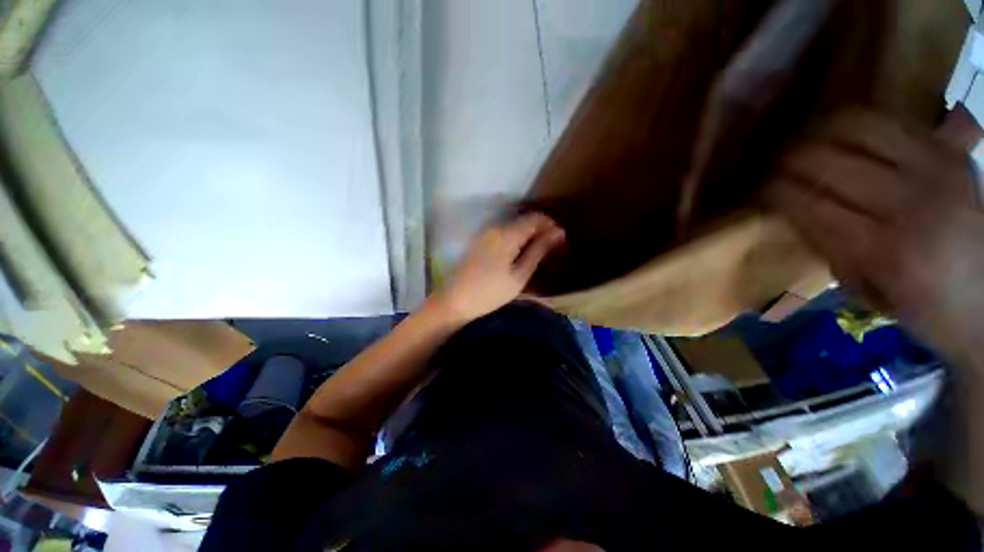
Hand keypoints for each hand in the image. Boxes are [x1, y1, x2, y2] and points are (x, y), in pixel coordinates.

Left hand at [434, 212, 564, 323]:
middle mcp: (495, 227)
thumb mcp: (519, 275)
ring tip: (539, 251)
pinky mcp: (479, 240)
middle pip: (524, 220)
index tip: (560, 240)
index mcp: (507, 234)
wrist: (455, 300)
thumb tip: (558, 232)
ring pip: (514, 225)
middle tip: (552, 247)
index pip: (535, 218)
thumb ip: (538, 251)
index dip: (550, 225)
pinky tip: (520, 252)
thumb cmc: (490, 292)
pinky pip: (503, 232)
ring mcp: (485, 232)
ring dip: (529, 234)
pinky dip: (516, 238)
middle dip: (541, 229)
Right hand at [764, 109, 983, 351]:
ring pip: (857, 128)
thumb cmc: (925, 306)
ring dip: (818, 132)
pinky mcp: (949, 152)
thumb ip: (828, 247)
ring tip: (803, 141)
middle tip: (771, 163)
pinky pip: (891, 122)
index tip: (756, 189)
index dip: (772, 190)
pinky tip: (842, 134)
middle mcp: (908, 203)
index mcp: (881, 250)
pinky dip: (857, 124)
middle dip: (787, 159)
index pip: (807, 202)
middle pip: (827, 162)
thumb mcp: (866, 290)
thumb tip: (793, 211)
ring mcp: (934, 171)